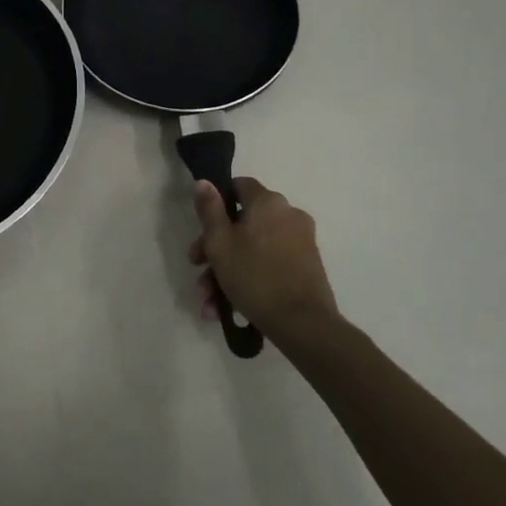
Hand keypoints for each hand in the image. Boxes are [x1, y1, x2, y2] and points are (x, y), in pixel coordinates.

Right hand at [189, 177, 340, 344]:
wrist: (303, 324)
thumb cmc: (254, 276)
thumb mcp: (219, 242)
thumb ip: (209, 209)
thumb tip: (204, 182)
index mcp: (268, 202)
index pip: (239, 186)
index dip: (217, 203)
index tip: (203, 228)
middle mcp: (289, 215)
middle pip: (242, 223)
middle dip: (216, 249)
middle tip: (198, 270)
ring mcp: (301, 242)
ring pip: (253, 249)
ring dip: (228, 272)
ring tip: (210, 303)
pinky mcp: (307, 268)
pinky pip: (270, 265)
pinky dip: (250, 280)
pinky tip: (230, 308)